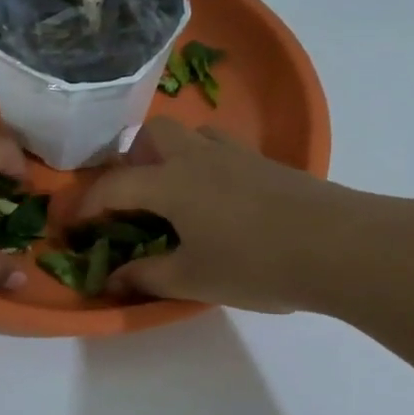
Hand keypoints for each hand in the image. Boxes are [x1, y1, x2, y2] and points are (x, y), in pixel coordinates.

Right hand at [76, 117, 366, 312]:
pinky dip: (206, 165)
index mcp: (169, 183)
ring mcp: (237, 156)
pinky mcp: (269, 164)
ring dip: (172, 154)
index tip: (71, 225)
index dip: (86, 206)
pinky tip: (219, 202)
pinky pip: (223, 150)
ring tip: (174, 194)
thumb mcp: (192, 278)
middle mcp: (197, 157)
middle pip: (153, 134)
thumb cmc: (255, 263)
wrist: (342, 246)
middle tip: (131, 196)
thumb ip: (146, 276)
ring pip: (193, 135)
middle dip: (131, 159)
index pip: (112, 187)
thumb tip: (110, 280)